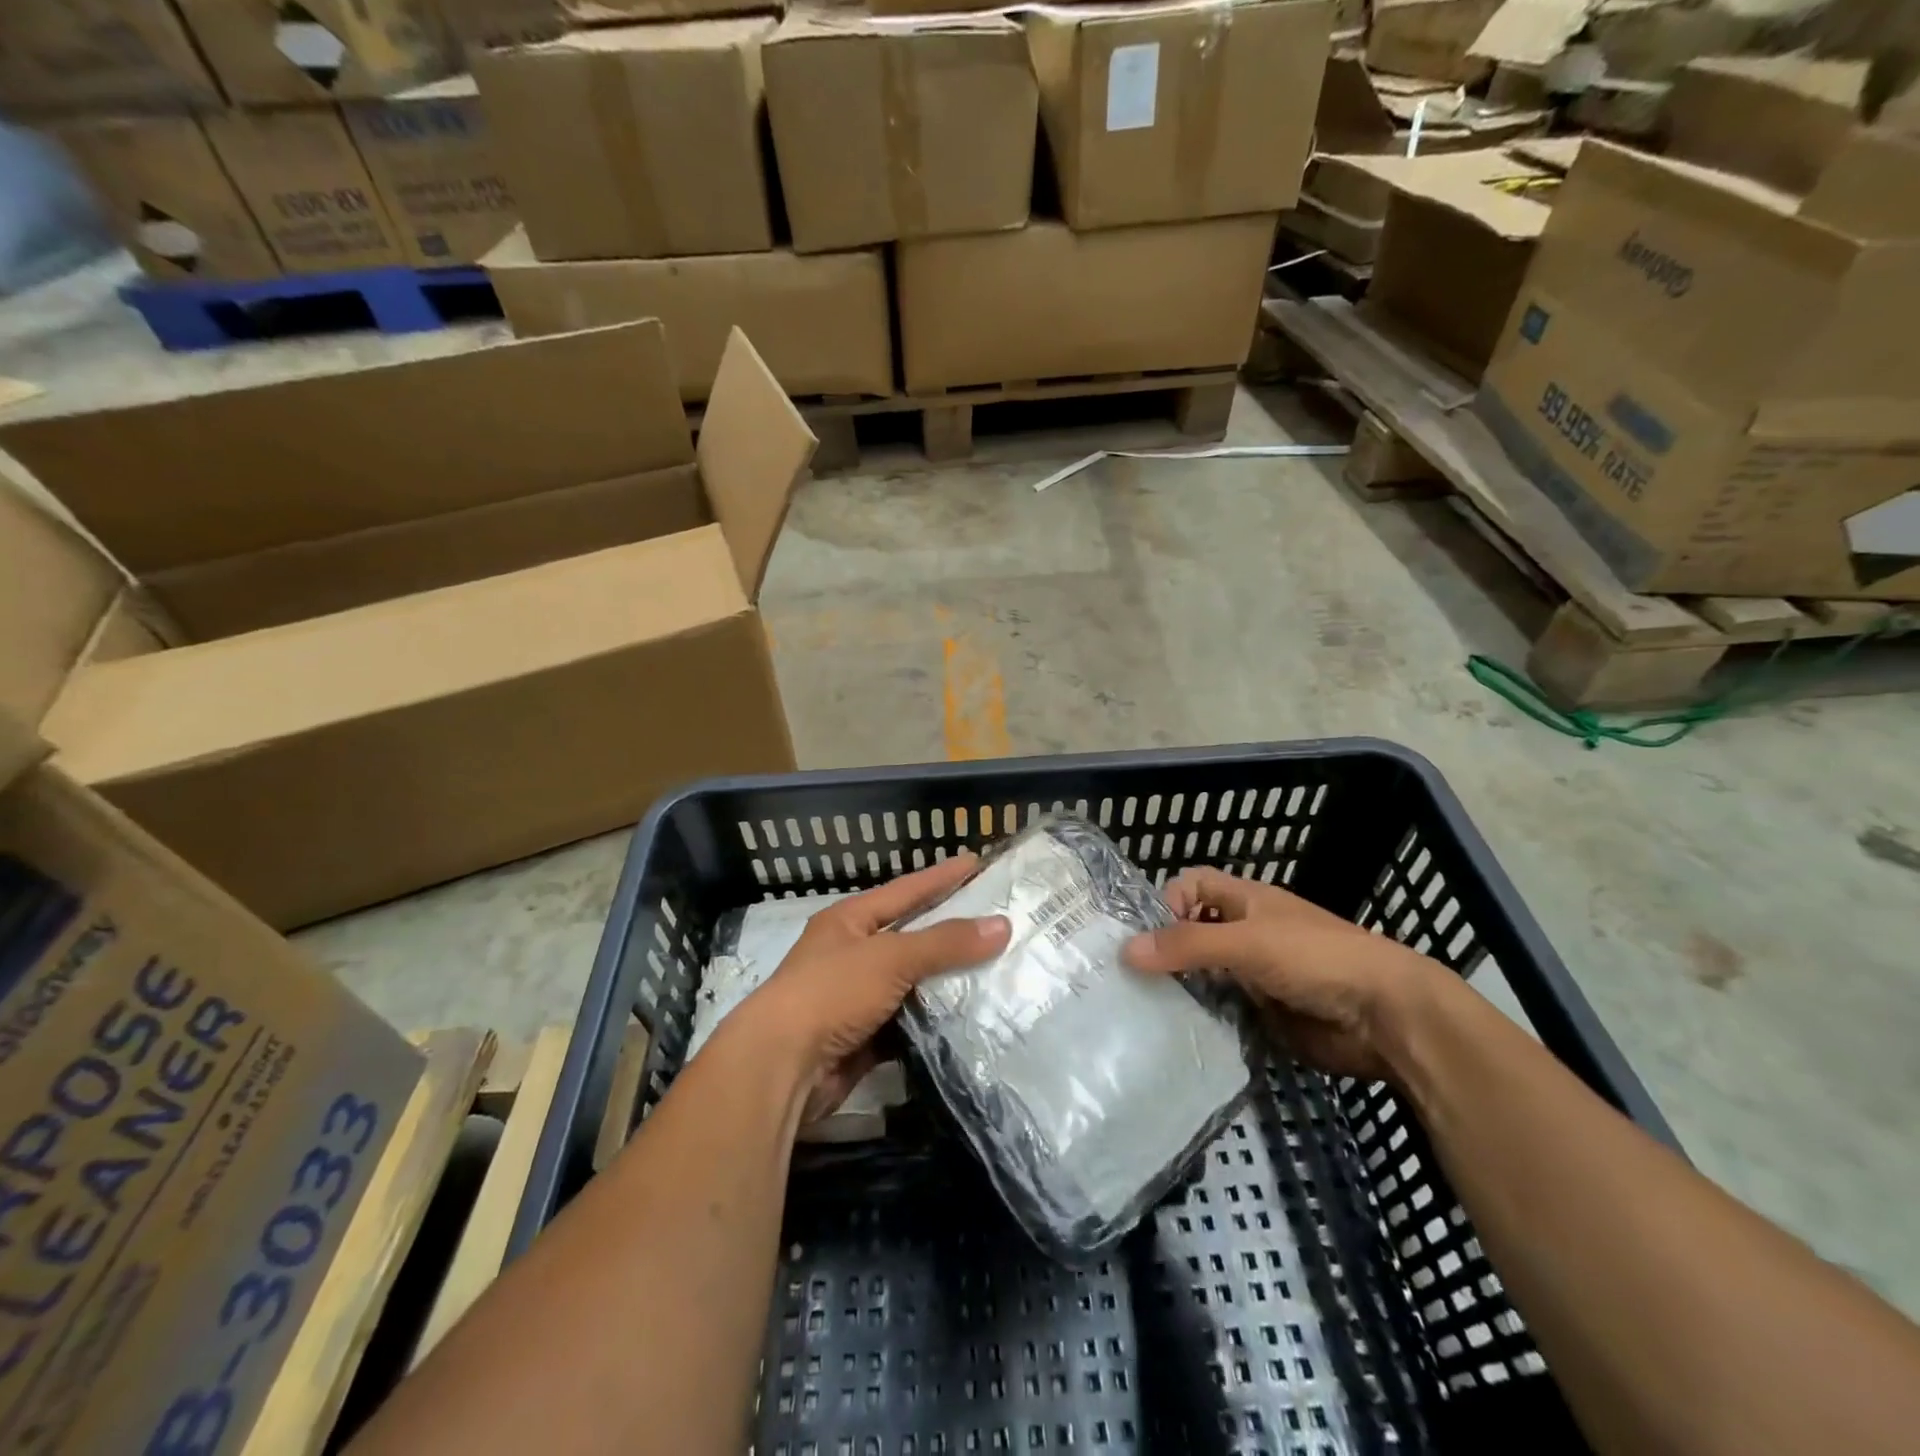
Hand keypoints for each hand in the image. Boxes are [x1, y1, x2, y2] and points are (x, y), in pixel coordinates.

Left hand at [745, 854, 1009, 1123]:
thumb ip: (945, 943)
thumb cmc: (831, 993)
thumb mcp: (890, 957)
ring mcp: (856, 999)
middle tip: (999, 922)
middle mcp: (851, 955)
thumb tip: (1002, 926)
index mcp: (849, 922)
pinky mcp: (863, 1039)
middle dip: (951, 933)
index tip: (976, 863)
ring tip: (997, 971)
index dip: (941, 877)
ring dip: (947, 983)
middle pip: (911, 938)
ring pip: (912, 984)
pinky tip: (970, 1018)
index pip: (905, 891)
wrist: (781, 1067)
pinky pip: (908, 1024)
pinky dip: (934, 1022)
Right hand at [1122, 866, 1453, 1081]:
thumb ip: (1188, 945)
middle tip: (1127, 978)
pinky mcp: (1263, 1013)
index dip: (1166, 902)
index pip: (1191, 886)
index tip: (1147, 937)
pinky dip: (1201, 1018)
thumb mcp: (1247, 943)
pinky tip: (1177, 1034)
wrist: (1386, 1017)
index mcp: (1245, 901)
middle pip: (1192, 931)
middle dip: (1163, 950)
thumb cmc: (1316, 959)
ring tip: (1142, 1009)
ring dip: (1179, 988)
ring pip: (1203, 974)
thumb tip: (1125, 951)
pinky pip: (1221, 1010)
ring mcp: (1254, 974)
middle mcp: (1245, 932)